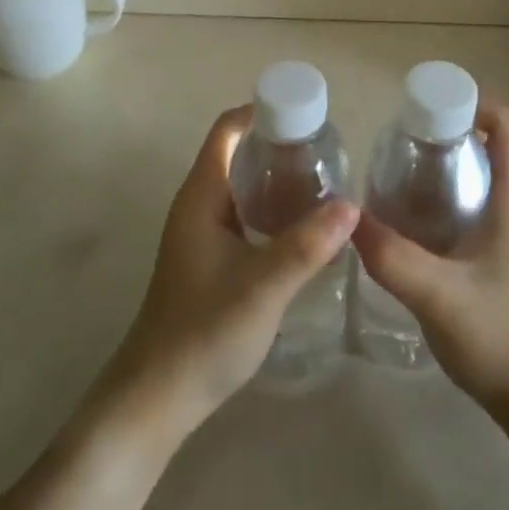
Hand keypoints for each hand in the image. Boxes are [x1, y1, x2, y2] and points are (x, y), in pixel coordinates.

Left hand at [104, 106, 357, 434]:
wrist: (156, 399)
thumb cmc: (204, 332)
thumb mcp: (263, 287)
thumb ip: (307, 245)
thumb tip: (352, 204)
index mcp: (201, 195)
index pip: (227, 130)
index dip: (261, 111)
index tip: (305, 113)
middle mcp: (197, 205)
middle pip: (236, 153)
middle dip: (278, 144)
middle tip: (326, 151)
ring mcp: (200, 233)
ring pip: (240, 186)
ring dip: (275, 178)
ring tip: (322, 183)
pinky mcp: (207, 259)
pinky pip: (242, 214)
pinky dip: (269, 208)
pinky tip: (300, 228)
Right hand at [352, 103, 508, 418]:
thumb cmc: (501, 339)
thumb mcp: (437, 295)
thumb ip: (390, 256)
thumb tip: (346, 218)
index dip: (473, 104)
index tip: (427, 113)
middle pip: (491, 144)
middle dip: (447, 133)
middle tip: (400, 145)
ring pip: (481, 175)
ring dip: (444, 166)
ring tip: (398, 176)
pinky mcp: (503, 256)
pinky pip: (475, 204)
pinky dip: (445, 197)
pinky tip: (411, 221)